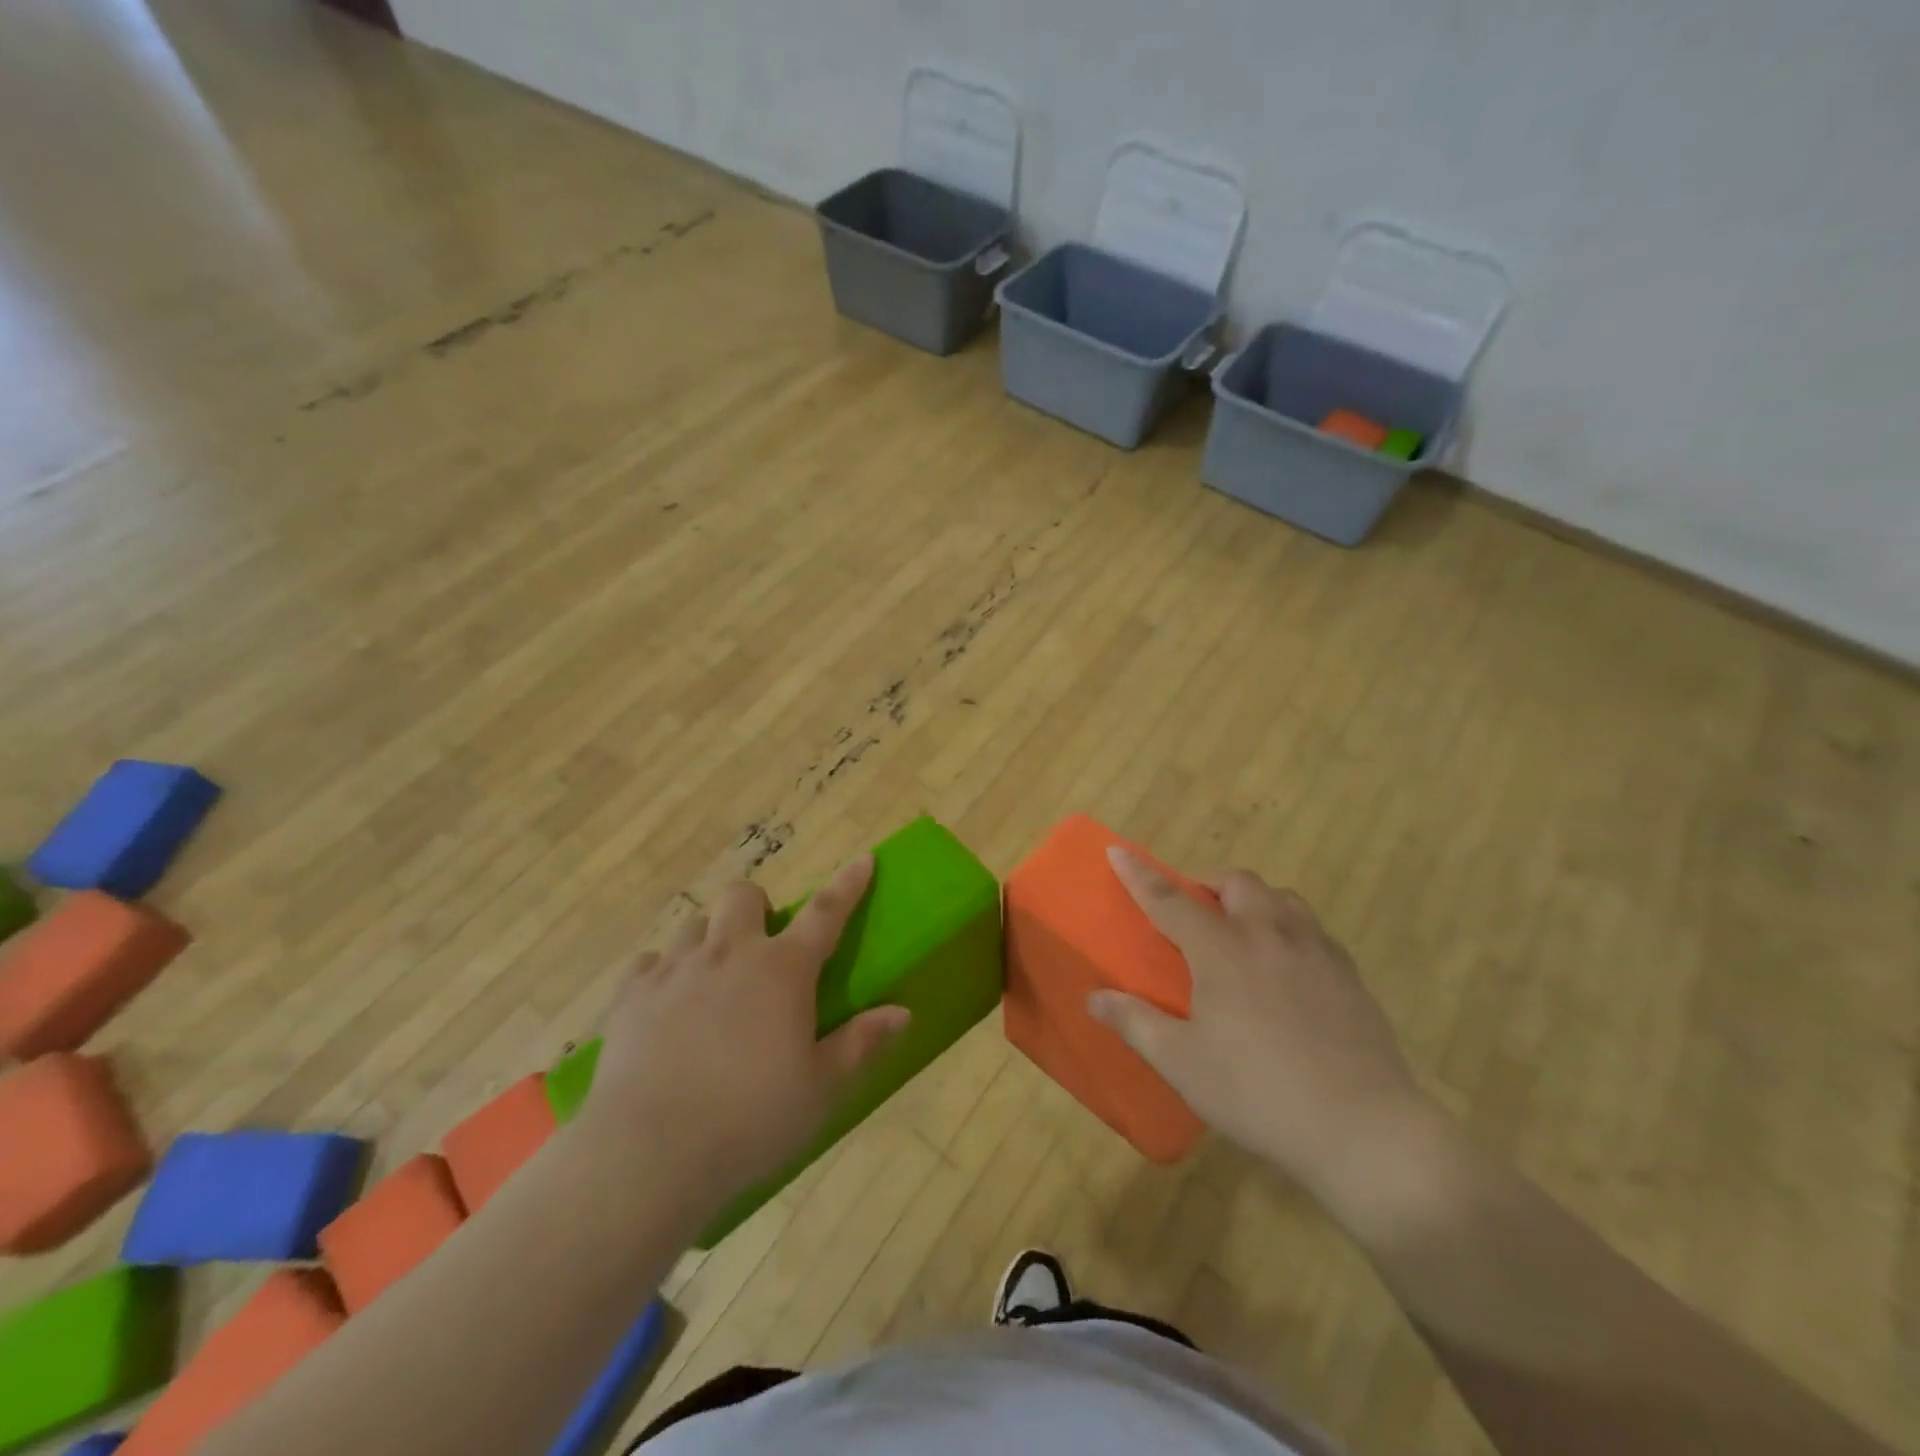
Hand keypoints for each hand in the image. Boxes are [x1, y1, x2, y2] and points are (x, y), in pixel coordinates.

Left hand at [580, 856, 908, 1206]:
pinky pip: (649, 963)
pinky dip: (663, 973)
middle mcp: (729, 953)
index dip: (847, 884)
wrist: (648, 1152)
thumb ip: (861, 1044)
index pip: (825, 912)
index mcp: (782, 970)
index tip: (863, 860)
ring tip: (715, 977)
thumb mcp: (820, 1089)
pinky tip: (666, 1004)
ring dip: (711, 937)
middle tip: (763, 946)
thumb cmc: (749, 1119)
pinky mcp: (630, 995)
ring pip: (695, 923)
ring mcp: (675, 969)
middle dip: (758, 908)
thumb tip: (902, 1012)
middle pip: (744, 896)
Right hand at [1092, 849, 1431, 1206]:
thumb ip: (1135, 1022)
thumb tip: (1094, 997)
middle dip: (1207, 883)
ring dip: (1252, 899)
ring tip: (1241, 928)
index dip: (1139, 875)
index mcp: (1222, 950)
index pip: (1169, 900)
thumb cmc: (1258, 1092)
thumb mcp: (1182, 1063)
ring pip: (1280, 897)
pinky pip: (1312, 928)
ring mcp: (1315, 950)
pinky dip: (1287, 926)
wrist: (1363, 1128)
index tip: (1117, 851)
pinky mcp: (1349, 974)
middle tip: (1192, 909)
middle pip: (1236, 883)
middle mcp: (1268, 934)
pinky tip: (1287, 964)